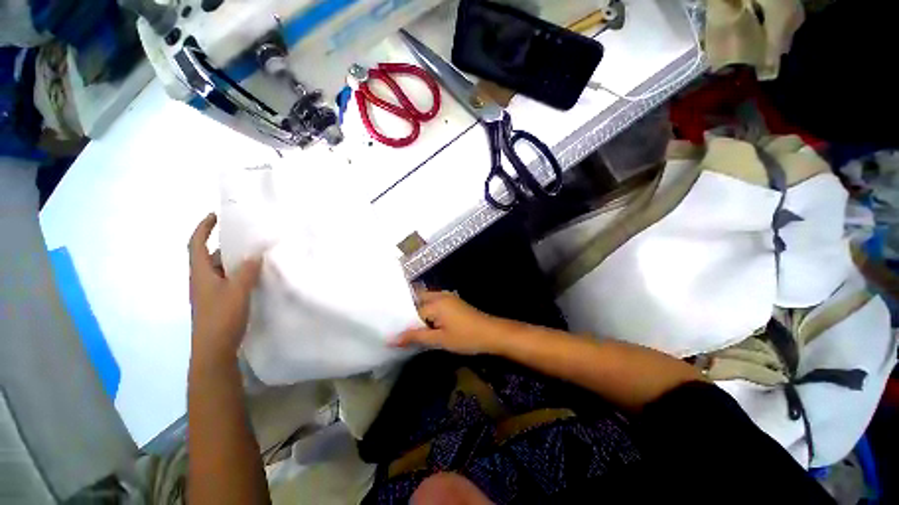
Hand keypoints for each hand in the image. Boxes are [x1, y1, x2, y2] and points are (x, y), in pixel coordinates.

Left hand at [188, 213, 262, 364]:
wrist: (213, 349)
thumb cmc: (221, 317)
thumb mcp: (237, 291)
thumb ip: (247, 271)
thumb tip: (255, 254)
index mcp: (200, 273)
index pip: (196, 244)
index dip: (203, 228)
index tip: (216, 216)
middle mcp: (202, 280)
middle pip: (210, 256)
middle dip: (226, 245)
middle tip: (247, 238)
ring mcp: (210, 292)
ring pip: (221, 269)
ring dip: (235, 261)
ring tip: (256, 255)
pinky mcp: (219, 302)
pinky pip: (228, 281)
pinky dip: (239, 274)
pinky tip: (255, 277)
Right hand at [393, 290, 507, 354]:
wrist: (492, 333)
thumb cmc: (466, 337)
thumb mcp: (439, 340)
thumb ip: (415, 337)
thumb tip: (391, 339)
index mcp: (435, 302)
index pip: (411, 310)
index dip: (402, 322)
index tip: (394, 332)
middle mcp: (439, 295)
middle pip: (417, 299)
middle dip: (408, 312)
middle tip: (399, 327)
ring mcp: (448, 297)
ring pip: (426, 300)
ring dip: (418, 312)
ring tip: (410, 327)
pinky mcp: (453, 301)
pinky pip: (434, 302)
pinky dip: (428, 311)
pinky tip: (426, 324)